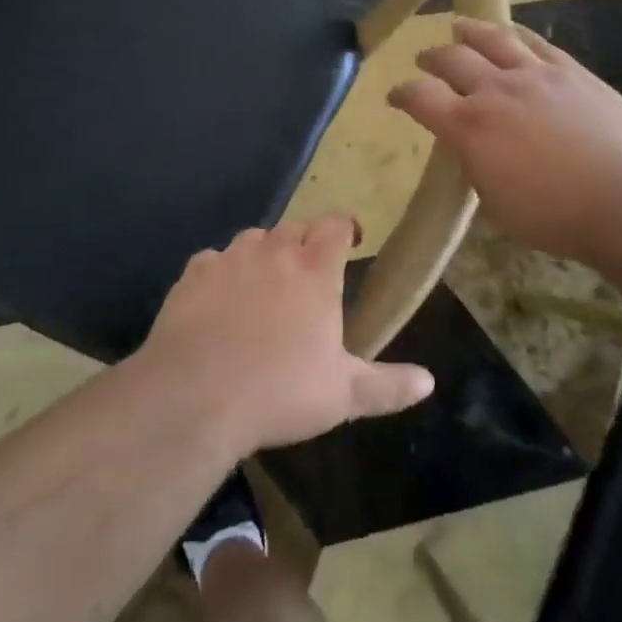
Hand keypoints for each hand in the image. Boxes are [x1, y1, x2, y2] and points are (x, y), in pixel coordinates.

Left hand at [139, 215, 435, 454]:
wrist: (194, 398)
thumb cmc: (279, 392)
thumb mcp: (343, 396)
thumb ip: (388, 385)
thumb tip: (429, 381)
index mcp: (315, 270)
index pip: (335, 224)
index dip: (345, 226)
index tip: (351, 240)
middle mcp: (273, 251)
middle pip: (294, 228)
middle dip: (306, 243)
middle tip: (310, 275)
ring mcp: (229, 259)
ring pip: (253, 240)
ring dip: (264, 254)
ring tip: (265, 286)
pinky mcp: (192, 275)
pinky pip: (213, 261)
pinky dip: (222, 273)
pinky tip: (219, 302)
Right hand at [389, 18, 621, 264]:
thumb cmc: (555, 215)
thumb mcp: (495, 202)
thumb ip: (474, 165)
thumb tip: (470, 147)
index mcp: (470, 126)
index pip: (420, 97)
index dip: (402, 94)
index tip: (395, 96)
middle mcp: (496, 90)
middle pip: (452, 59)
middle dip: (431, 58)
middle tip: (424, 60)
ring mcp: (535, 74)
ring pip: (493, 39)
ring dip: (469, 32)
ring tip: (459, 28)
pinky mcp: (570, 70)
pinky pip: (536, 42)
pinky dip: (515, 34)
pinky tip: (510, 33)